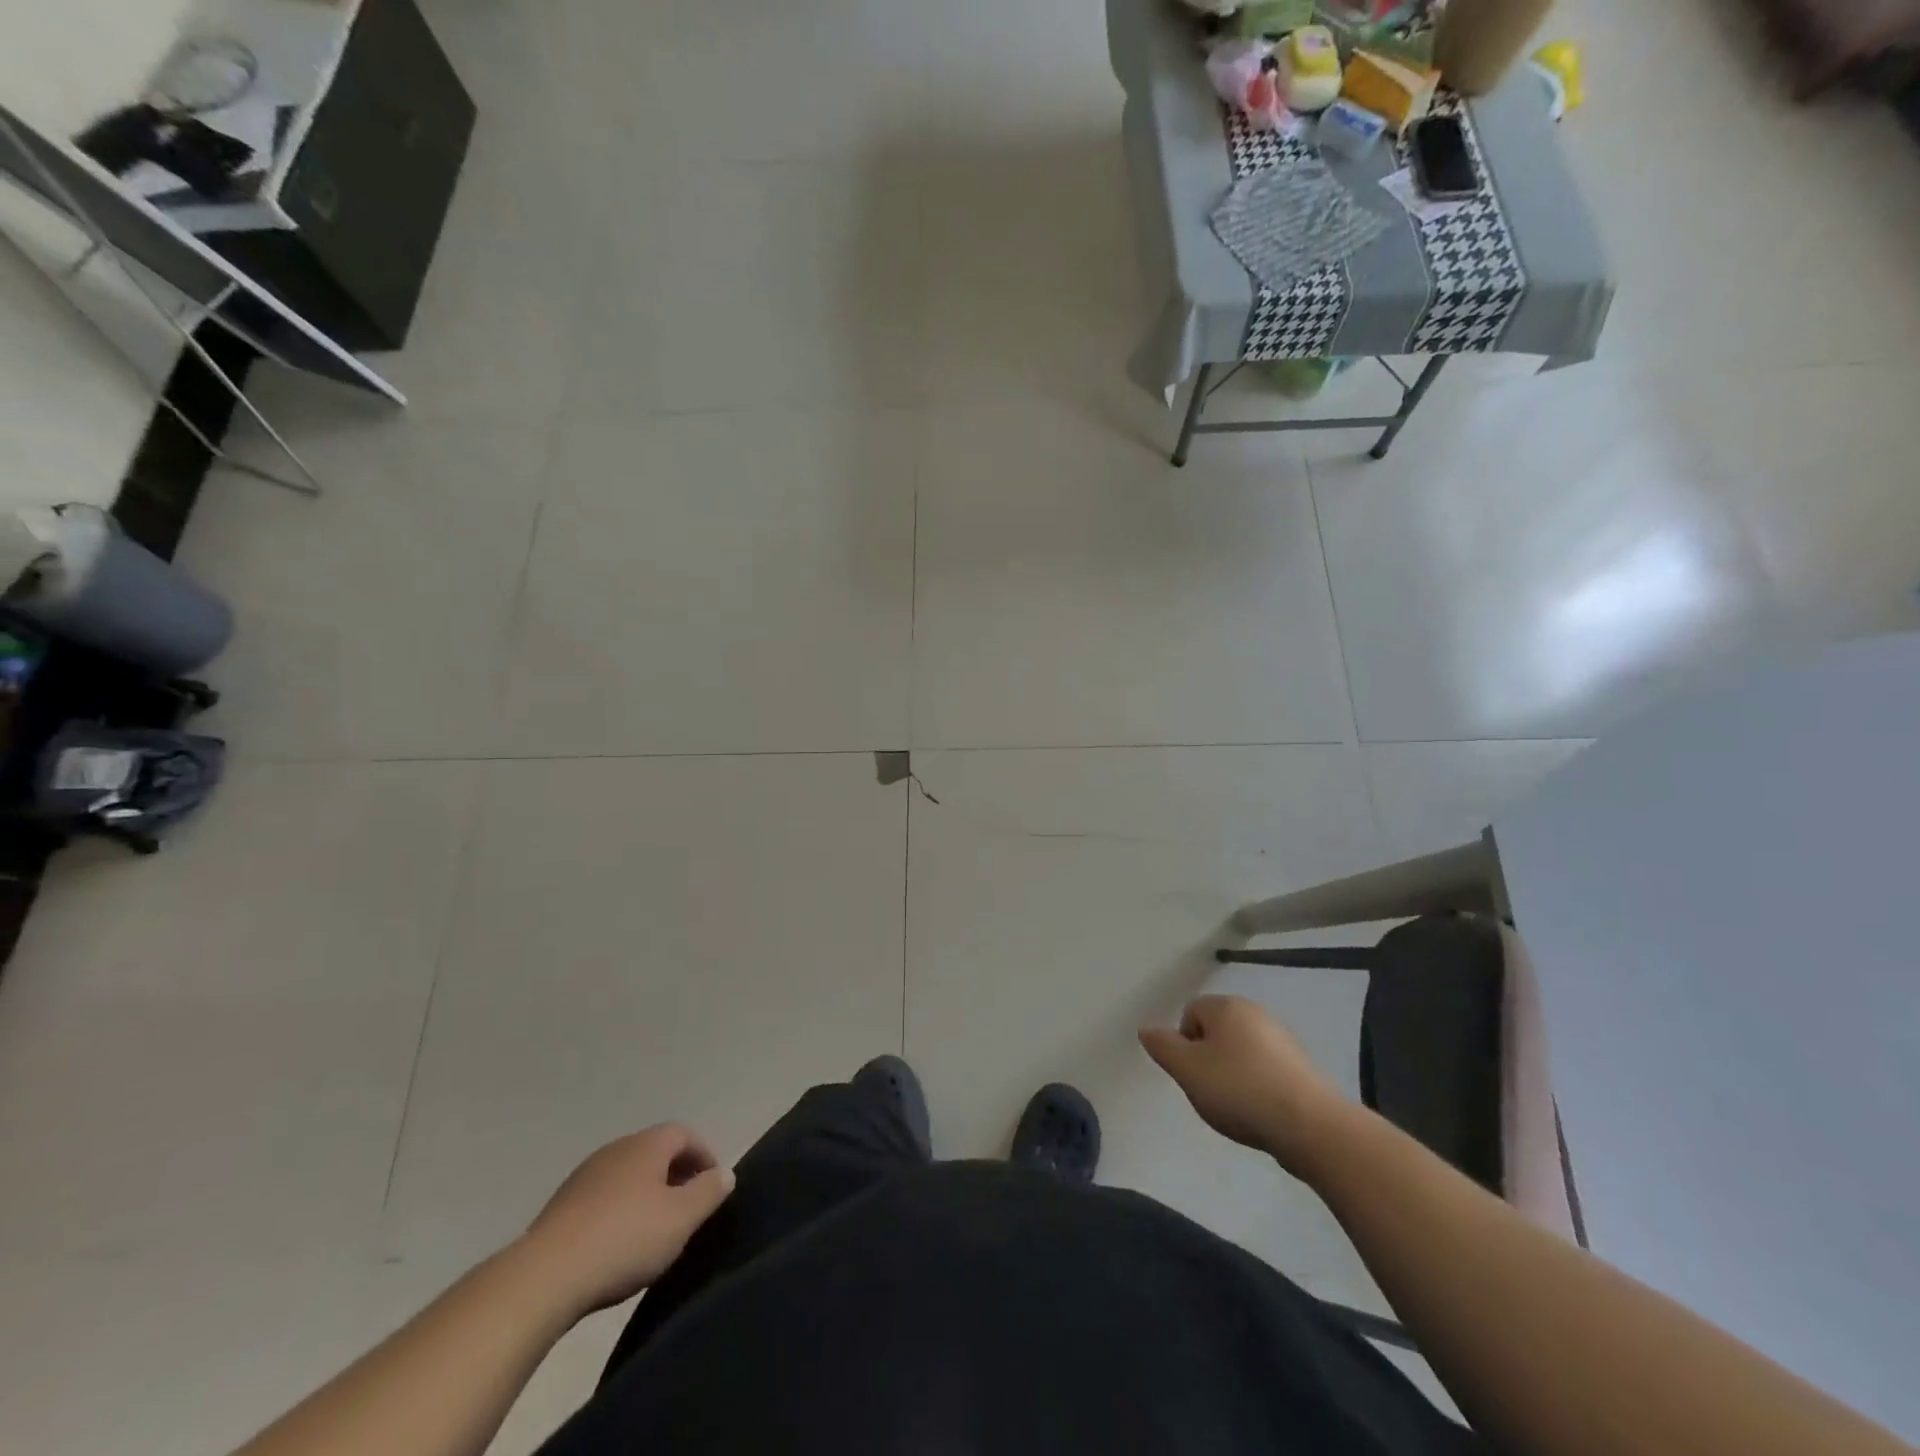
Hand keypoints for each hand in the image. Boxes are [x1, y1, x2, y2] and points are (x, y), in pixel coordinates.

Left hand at [519, 1124, 734, 1316]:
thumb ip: (709, 1192)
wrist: (544, 1277)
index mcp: (647, 1144)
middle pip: (655, 1152)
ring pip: (628, 1176)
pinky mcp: (561, 1206)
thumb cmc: (625, 1239)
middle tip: (688, 1210)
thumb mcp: (681, 1218)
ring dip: (646, 1194)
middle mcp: (616, 1148)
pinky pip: (603, 1198)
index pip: (685, 1134)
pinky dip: (618, 1212)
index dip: (704, 1156)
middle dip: (676, 1176)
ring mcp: (584, 1176)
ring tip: (655, 1231)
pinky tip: (617, 1245)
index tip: (713, 1187)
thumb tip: (725, 1173)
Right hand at [1140, 995, 1353, 1178]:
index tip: (1192, 1075)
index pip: (1190, 1013)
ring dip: (1234, 1073)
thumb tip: (1146, 1029)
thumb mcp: (1186, 1070)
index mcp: (1226, 1006)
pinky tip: (1261, 1111)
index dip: (1184, 1044)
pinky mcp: (1303, 1066)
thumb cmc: (1238, 1090)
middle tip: (1210, 1091)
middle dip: (1208, 1058)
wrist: (1309, 1125)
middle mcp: (1256, 1013)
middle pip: (1217, 1031)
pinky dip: (1259, 1085)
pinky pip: (1267, 1069)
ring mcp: (1283, 1038)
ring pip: (1242, 1051)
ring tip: (1237, 1106)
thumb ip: (1162, 1046)